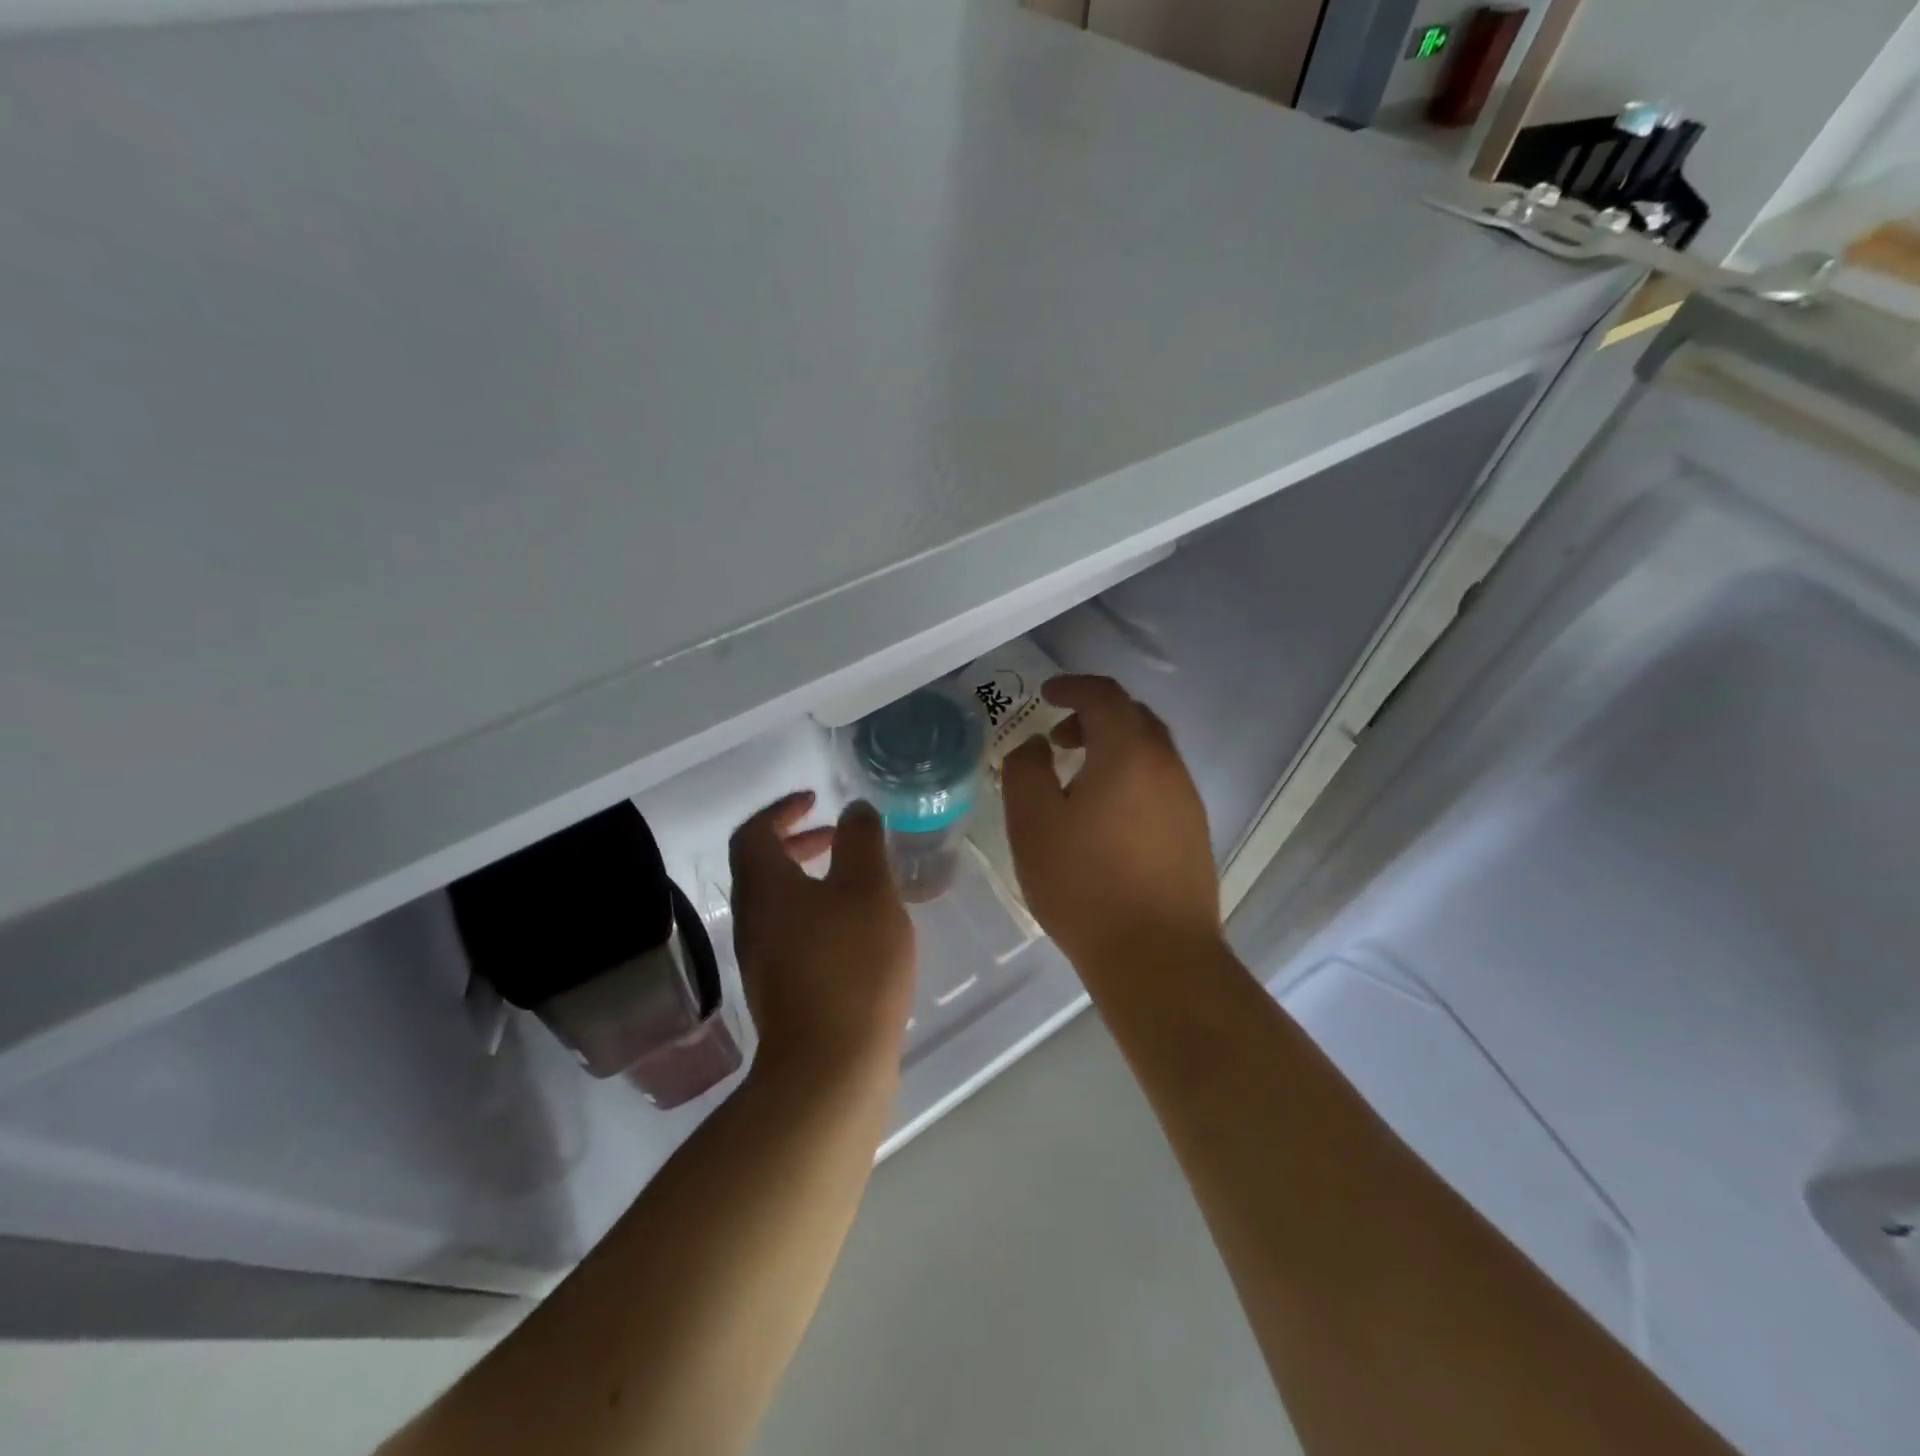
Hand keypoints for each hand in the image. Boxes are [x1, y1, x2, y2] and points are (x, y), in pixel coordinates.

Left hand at [728, 792, 915, 1086]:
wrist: (829, 1066)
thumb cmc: (851, 964)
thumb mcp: (868, 889)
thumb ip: (861, 841)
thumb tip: (854, 810)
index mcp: (765, 887)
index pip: (754, 832)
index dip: (782, 809)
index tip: (815, 800)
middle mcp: (752, 919)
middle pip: (761, 866)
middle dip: (798, 842)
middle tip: (837, 836)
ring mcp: (760, 958)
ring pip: (777, 901)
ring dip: (808, 878)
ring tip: (854, 880)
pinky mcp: (779, 988)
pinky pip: (789, 931)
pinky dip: (815, 912)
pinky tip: (854, 929)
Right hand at [1002, 675, 1219, 970]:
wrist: (1157, 957)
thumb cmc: (1085, 885)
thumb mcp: (1033, 823)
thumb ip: (1026, 770)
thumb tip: (1037, 746)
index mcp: (1129, 752)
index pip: (1104, 696)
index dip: (1072, 687)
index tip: (1046, 694)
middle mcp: (1167, 766)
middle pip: (1134, 718)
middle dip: (1094, 716)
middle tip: (1059, 737)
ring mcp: (1187, 800)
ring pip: (1150, 752)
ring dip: (1114, 749)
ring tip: (1078, 780)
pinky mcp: (1194, 832)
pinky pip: (1160, 784)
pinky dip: (1131, 777)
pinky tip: (1106, 816)